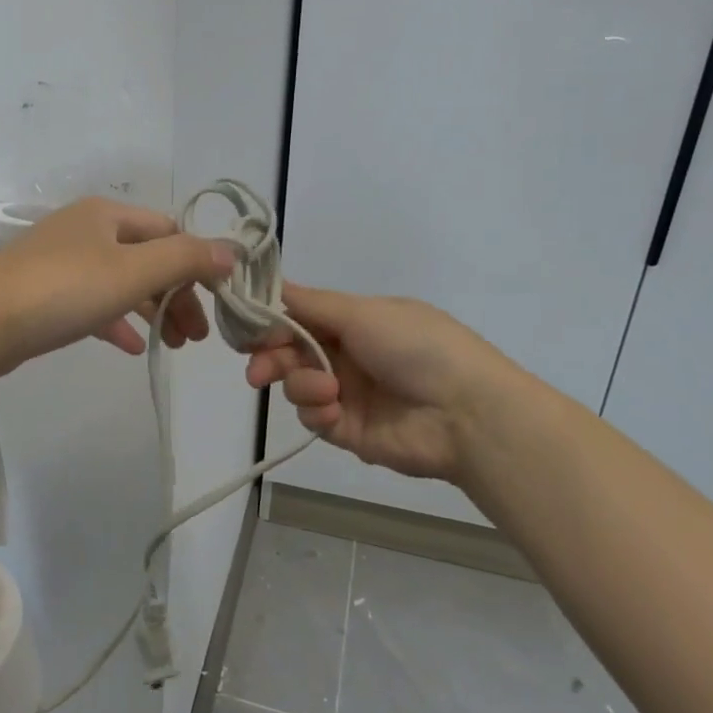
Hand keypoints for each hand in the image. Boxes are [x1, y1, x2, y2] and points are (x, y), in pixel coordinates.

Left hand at [0, 197, 235, 377]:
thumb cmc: (63, 289)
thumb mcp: (133, 271)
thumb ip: (185, 260)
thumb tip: (232, 251)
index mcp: (107, 214)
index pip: (169, 230)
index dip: (198, 262)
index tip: (218, 301)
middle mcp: (86, 230)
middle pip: (148, 258)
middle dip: (178, 294)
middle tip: (198, 336)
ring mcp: (61, 263)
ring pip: (122, 283)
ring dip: (153, 311)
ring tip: (176, 344)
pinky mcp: (44, 296)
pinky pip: (94, 304)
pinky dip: (118, 322)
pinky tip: (133, 348)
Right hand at [244, 283, 501, 481]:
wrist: (465, 413)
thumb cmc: (415, 347)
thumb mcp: (363, 313)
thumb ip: (310, 304)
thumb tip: (271, 282)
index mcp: (355, 321)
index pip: (299, 317)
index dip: (271, 322)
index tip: (246, 328)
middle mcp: (347, 354)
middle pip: (290, 352)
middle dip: (271, 358)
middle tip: (259, 371)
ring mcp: (347, 393)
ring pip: (297, 385)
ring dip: (301, 385)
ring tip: (325, 391)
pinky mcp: (347, 430)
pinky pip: (313, 417)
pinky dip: (317, 411)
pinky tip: (333, 409)